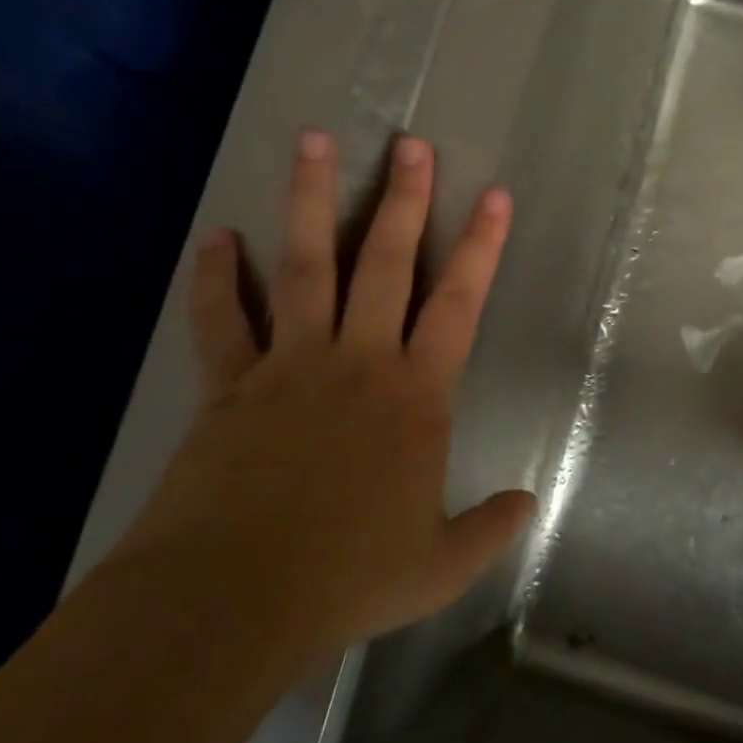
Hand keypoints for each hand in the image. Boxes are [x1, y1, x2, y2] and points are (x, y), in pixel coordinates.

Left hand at [126, 132, 534, 658]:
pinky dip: (215, 278)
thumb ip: (489, 528)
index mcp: (416, 395)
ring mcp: (290, 364)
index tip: (495, 196)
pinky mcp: (230, 384)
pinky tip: (216, 237)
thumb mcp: (440, 565)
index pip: (459, 304)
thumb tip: (527, 505)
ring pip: (306, 265)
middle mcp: (358, 362)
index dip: (481, 247)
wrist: (233, 601)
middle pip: (386, 263)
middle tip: (411, 144)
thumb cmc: (349, 578)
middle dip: (404, 199)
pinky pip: (222, 319)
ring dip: (311, 201)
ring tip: (314, 141)